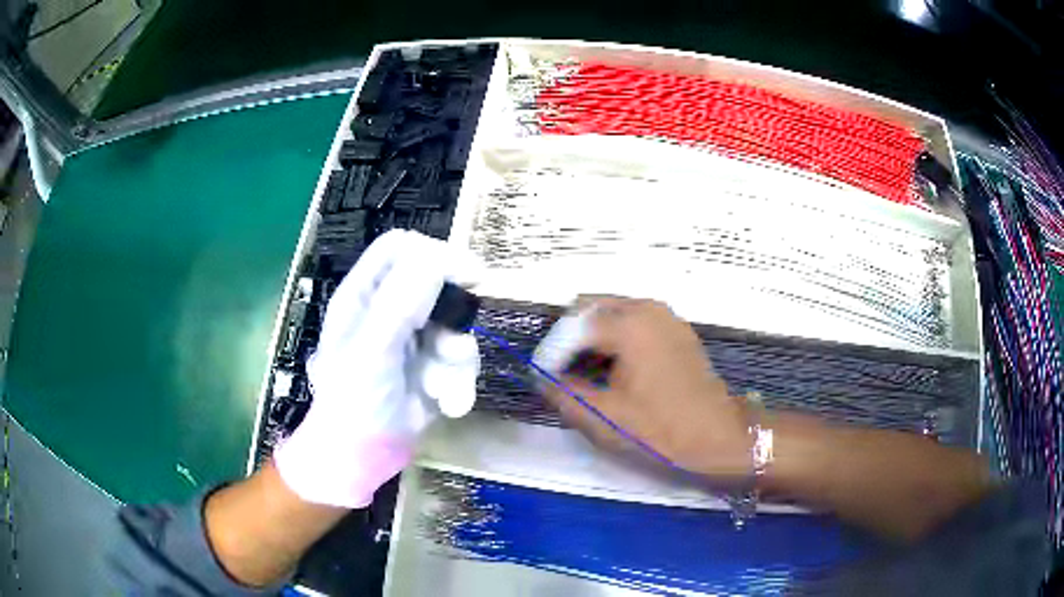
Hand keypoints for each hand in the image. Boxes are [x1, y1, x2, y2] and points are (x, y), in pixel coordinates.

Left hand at [275, 230, 479, 507]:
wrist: (363, 458)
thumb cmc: (354, 403)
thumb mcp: (372, 350)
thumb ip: (401, 302)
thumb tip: (441, 258)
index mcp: (364, 294)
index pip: (401, 247)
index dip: (436, 253)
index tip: (469, 276)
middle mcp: (389, 309)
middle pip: (437, 284)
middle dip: (452, 319)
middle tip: (453, 345)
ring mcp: (414, 339)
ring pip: (456, 326)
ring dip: (456, 361)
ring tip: (440, 389)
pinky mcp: (433, 367)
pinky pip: (461, 361)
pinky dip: (460, 384)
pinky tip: (448, 405)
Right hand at [537, 297, 751, 479]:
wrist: (718, 436)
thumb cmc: (662, 429)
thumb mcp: (604, 418)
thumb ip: (564, 394)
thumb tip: (543, 378)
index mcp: (629, 324)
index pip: (572, 327)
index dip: (552, 353)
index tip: (543, 378)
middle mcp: (647, 308)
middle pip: (590, 308)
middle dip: (570, 337)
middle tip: (560, 371)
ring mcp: (665, 316)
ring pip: (612, 313)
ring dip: (592, 338)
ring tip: (583, 374)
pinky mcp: (676, 330)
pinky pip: (634, 321)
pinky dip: (615, 338)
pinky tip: (612, 370)